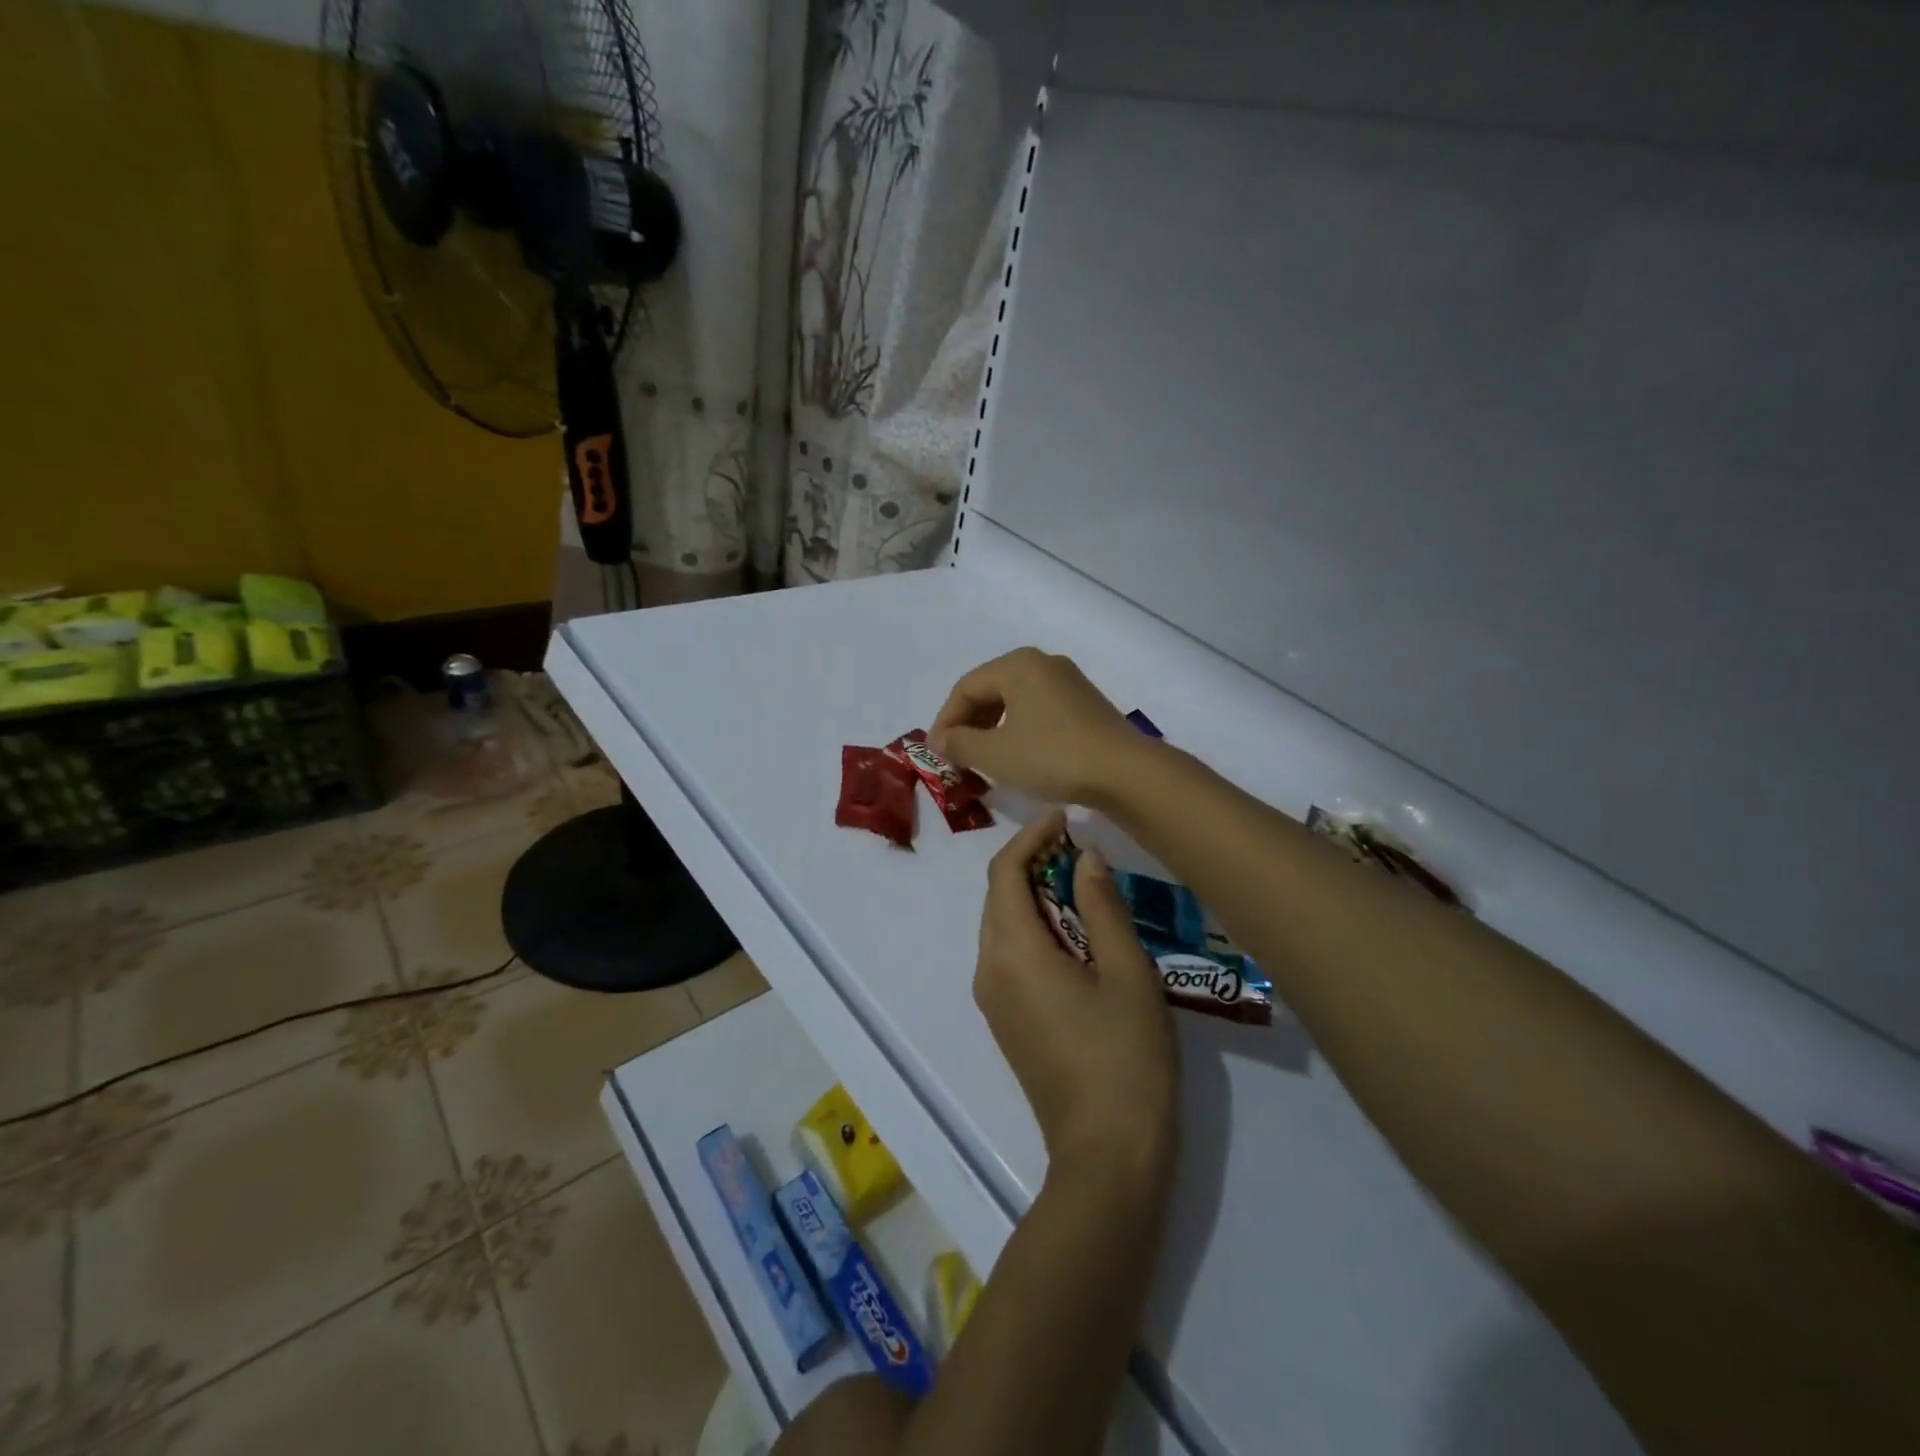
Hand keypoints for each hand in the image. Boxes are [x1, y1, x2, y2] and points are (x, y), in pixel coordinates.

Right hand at [930, 648, 1146, 805]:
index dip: (945, 721)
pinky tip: (1019, 756)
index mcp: (1017, 665)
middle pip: (991, 690)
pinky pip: (1039, 710)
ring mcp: (1069, 682)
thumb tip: (940, 741)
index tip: (937, 754)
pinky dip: (1019, 729)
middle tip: (957, 757)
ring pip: (1015, 700)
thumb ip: (959, 744)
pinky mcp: (1086, 704)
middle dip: (969, 724)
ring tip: (984, 759)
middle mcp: (1043, 664)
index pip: (965, 688)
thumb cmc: (1051, 756)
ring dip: (993, 728)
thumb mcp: (995, 754)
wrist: (1123, 771)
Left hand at [974, 811, 1179, 1184]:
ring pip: (1001, 925)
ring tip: (1080, 882)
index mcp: (1013, 951)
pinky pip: (1008, 955)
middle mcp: (989, 969)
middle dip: (1030, 862)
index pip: (1005, 872)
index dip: (1031, 836)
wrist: (1107, 1155)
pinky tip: (1072, 932)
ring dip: (1032, 895)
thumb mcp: (1126, 971)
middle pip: (998, 896)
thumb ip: (1102, 905)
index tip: (1065, 818)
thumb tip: (1084, 857)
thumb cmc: (1125, 1057)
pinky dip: (1032, 928)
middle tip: (1078, 847)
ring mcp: (993, 1000)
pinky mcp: (1005, 1021)